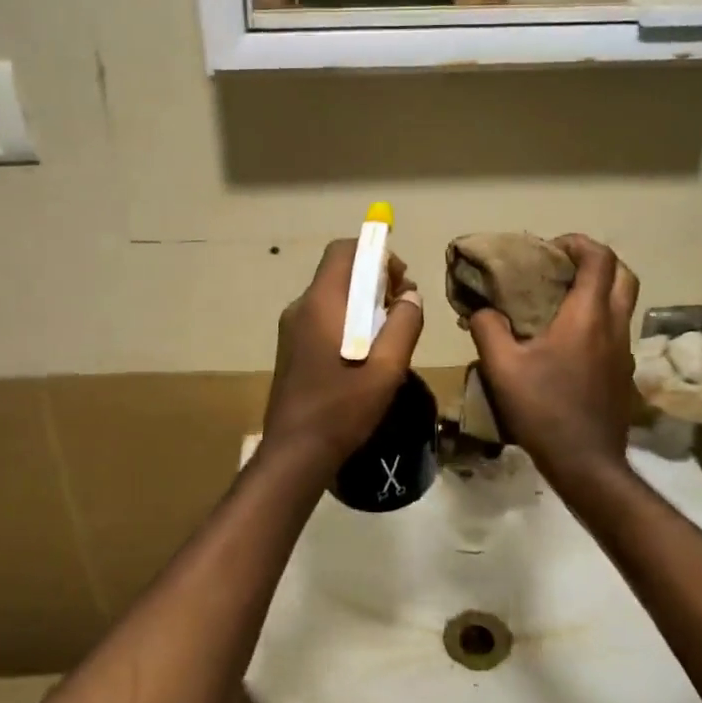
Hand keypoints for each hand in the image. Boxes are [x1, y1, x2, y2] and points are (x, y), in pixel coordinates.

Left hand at [263, 240, 424, 471]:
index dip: (376, 253)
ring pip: (332, 297)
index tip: (400, 280)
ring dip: (363, 303)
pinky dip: (348, 321)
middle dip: (375, 280)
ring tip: (390, 334)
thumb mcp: (387, 367)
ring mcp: (291, 329)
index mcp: (321, 303)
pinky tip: (366, 353)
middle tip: (402, 309)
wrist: (295, 452)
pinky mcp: (291, 349)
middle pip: (339, 272)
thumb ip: (404, 325)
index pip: (344, 250)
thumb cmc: (343, 408)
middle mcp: (300, 307)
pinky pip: (323, 318)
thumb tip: (410, 296)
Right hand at [467, 234, 638, 479]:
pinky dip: (598, 320)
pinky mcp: (623, 374)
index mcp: (588, 316)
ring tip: (560, 302)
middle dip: (596, 261)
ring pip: (623, 304)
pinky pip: (616, 331)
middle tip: (563, 268)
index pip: (599, 258)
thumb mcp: (502, 368)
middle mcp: (614, 326)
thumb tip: (480, 309)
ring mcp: (624, 351)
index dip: (577, 243)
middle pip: (623, 275)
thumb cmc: (544, 409)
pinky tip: (567, 342)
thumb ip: (487, 329)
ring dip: (599, 291)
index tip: (550, 247)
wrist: (586, 463)